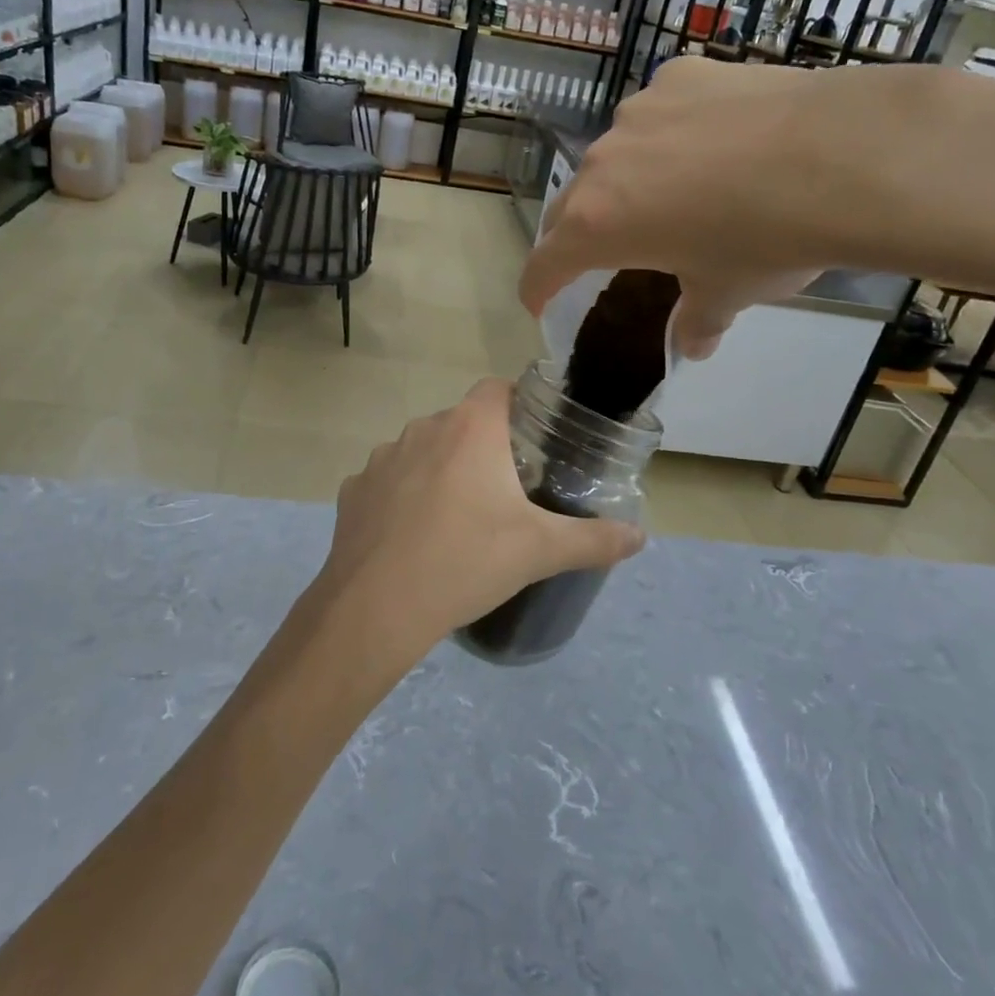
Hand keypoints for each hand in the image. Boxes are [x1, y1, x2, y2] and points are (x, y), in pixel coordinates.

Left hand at [315, 379, 644, 662]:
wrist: (377, 607)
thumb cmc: (466, 562)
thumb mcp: (540, 551)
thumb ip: (594, 539)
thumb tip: (640, 536)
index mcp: (469, 428)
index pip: (497, 388)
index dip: (518, 404)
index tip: (535, 438)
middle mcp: (423, 428)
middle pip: (461, 422)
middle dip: (483, 446)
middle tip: (505, 489)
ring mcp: (381, 457)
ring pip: (422, 450)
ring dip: (440, 470)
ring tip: (457, 517)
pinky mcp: (354, 489)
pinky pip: (388, 481)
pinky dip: (403, 497)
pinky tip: (413, 536)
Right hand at [519, 58, 925, 357]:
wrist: (845, 155)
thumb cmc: (766, 241)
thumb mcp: (727, 293)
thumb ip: (697, 319)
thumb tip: (693, 345)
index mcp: (597, 225)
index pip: (544, 264)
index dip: (537, 288)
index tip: (539, 303)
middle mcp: (602, 163)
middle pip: (570, 205)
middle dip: (579, 234)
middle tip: (605, 251)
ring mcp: (639, 112)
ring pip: (616, 155)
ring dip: (629, 180)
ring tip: (678, 190)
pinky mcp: (681, 76)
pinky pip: (661, 112)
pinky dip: (673, 132)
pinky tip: (718, 139)